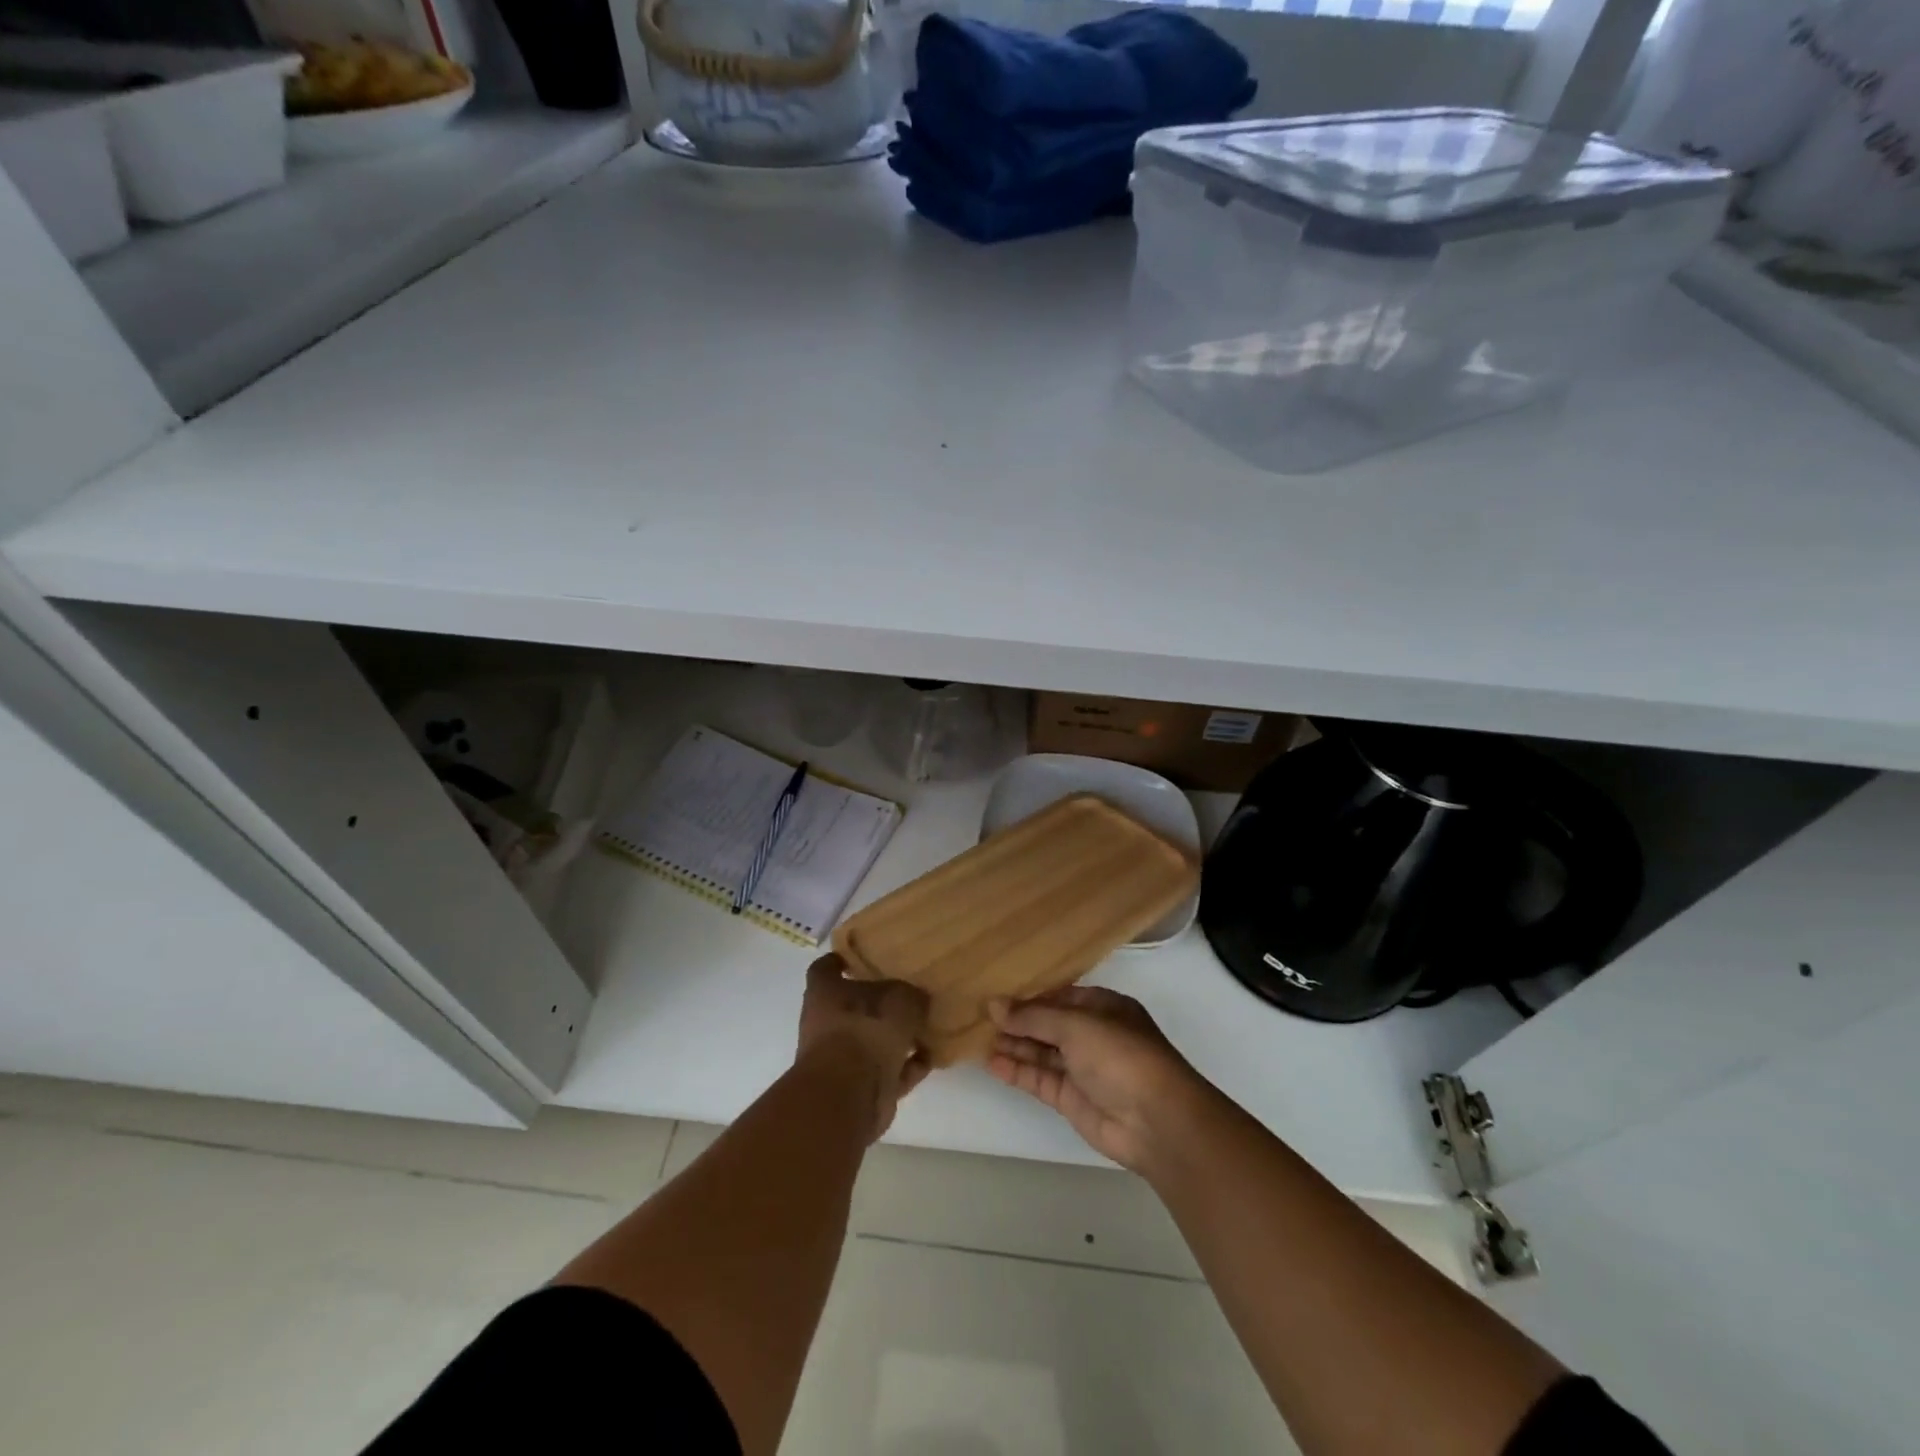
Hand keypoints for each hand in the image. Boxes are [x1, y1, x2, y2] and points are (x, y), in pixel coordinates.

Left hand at [797, 954, 930, 1139]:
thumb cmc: (866, 1029)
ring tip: (926, 1027)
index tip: (856, 958)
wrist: (850, 1093)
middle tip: (908, 994)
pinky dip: (906, 1067)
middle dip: (879, 1004)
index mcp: (825, 994)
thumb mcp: (899, 999)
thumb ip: (910, 995)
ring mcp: (841, 1059)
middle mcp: (827, 1024)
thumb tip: (917, 998)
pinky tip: (930, 1058)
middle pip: (853, 1007)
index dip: (839, 961)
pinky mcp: (859, 1088)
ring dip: (896, 1039)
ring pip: (871, 1041)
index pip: (825, 968)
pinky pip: (887, 1072)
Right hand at [988, 986, 1211, 1173]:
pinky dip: (1017, 1070)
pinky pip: (1040, 1079)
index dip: (1030, 995)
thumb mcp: (1075, 1025)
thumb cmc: (1120, 1055)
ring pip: (1041, 1052)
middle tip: (978, 1015)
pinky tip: (991, 1062)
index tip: (996, 992)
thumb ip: (1033, 1016)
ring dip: (1013, 1044)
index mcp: (1103, 1007)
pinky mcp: (1072, 1099)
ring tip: (977, 1037)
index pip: (1060, 995)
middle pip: (1048, 1024)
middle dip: (1018, 1020)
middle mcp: (1092, 1035)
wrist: (1156, 1121)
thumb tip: (994, 1004)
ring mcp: (1082, 1068)